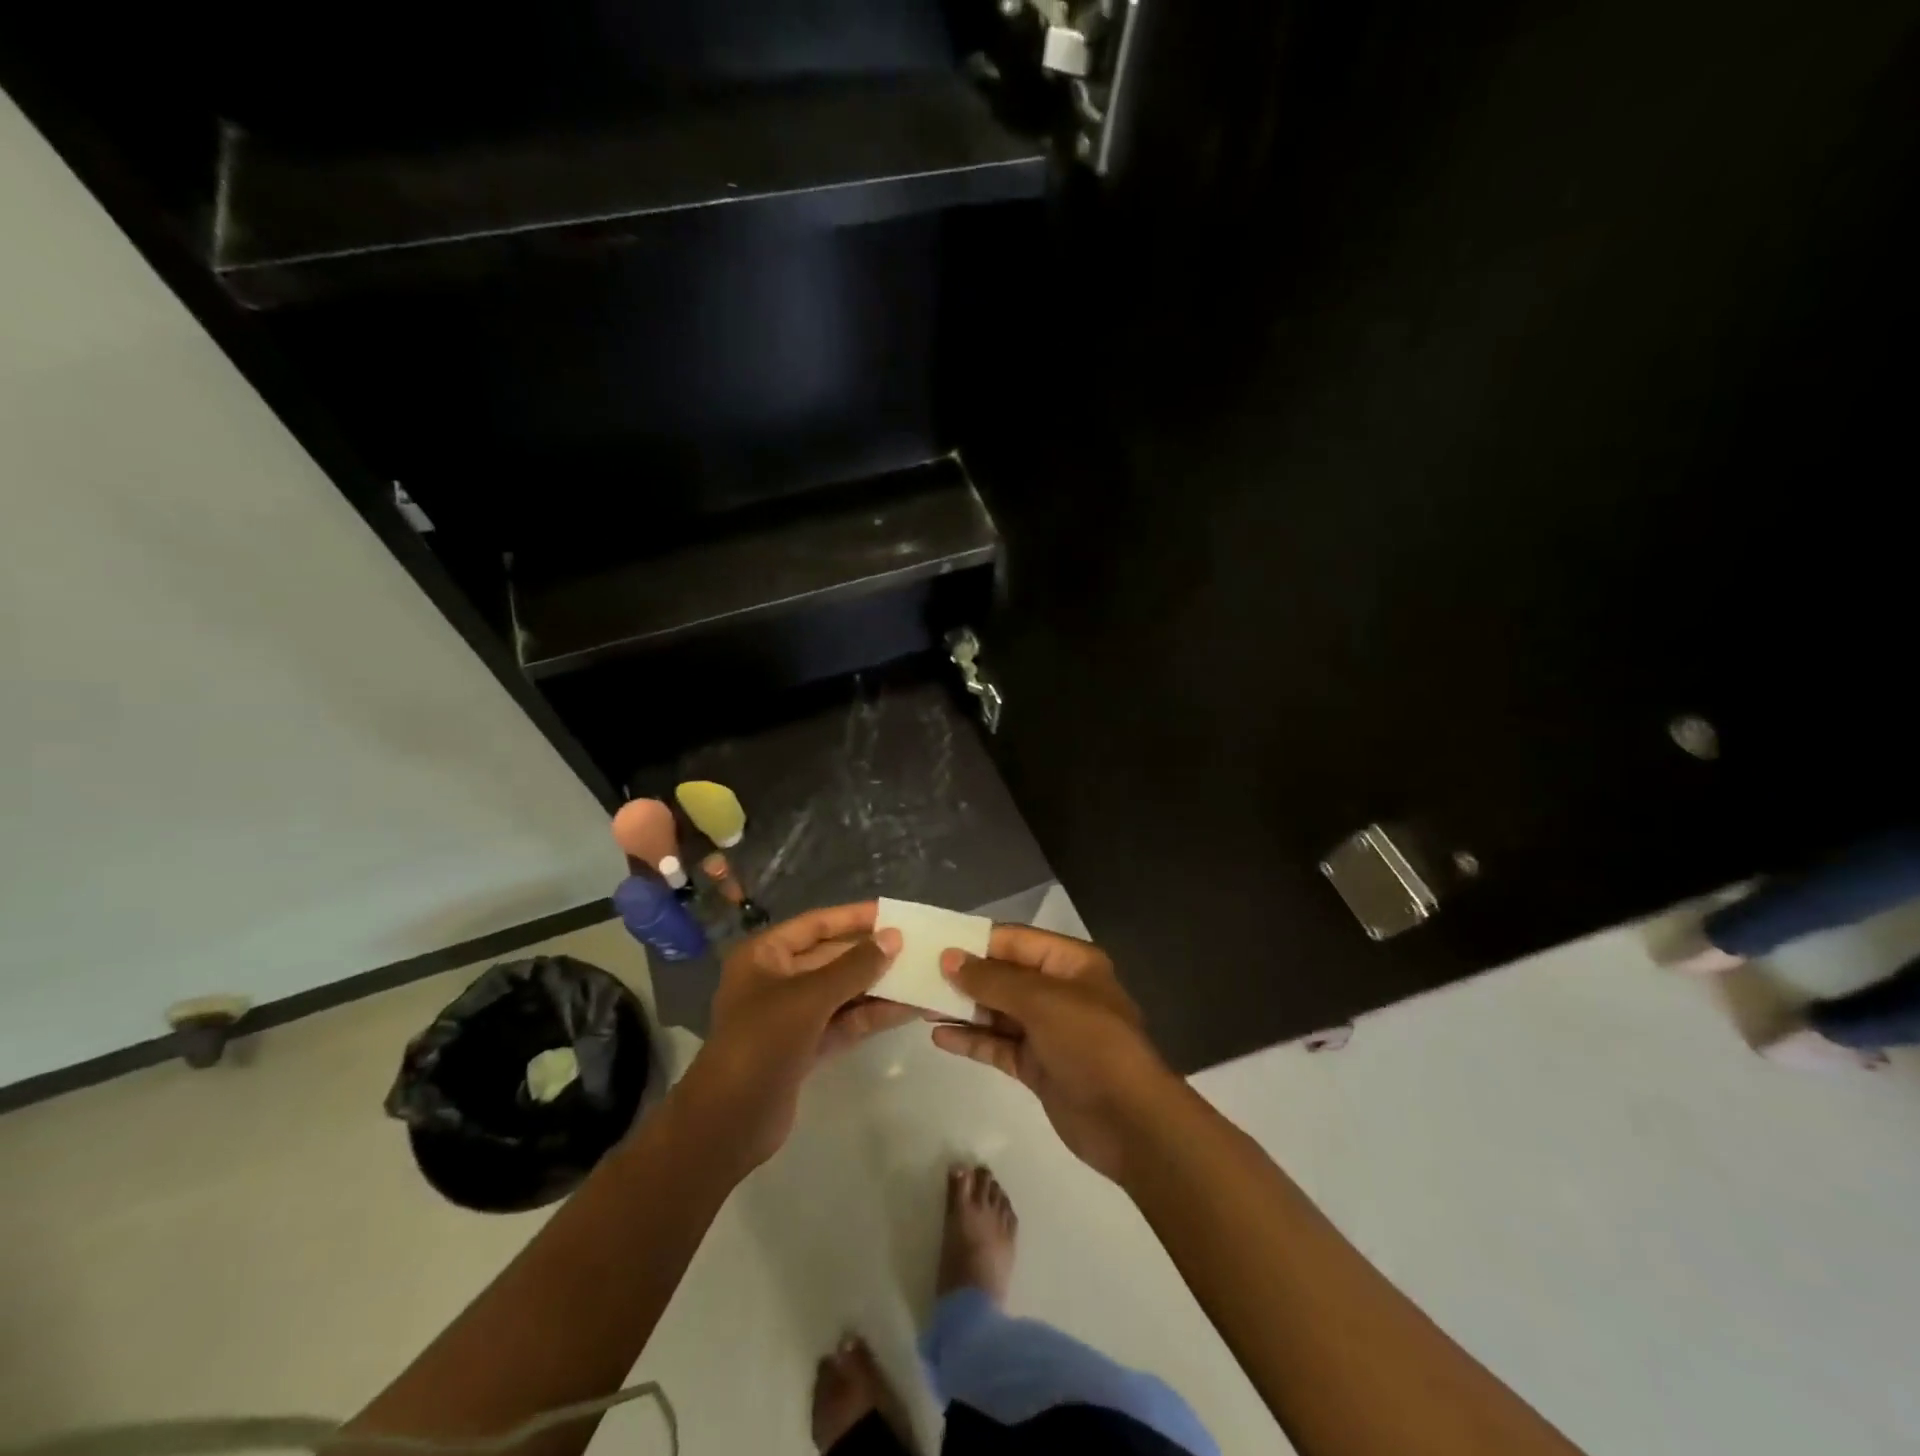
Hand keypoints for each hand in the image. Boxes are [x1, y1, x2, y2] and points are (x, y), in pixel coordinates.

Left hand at [677, 902, 913, 1172]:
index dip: (854, 917)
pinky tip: (908, 1009)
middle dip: (872, 955)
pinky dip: (872, 1015)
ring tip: (921, 977)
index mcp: (765, 955)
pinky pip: (844, 1021)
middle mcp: (777, 979)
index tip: (893, 913)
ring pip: (842, 992)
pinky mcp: (806, 1046)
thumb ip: (854, 966)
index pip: (816, 924)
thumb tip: (893, 937)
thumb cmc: (761, 1042)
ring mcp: (792, 1015)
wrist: (728, 1123)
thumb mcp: (810, 997)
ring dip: (878, 986)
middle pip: (832, 958)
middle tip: (917, 947)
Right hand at [932, 926, 1177, 1180]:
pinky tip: (939, 1036)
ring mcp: (1047, 1030)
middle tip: (916, 974)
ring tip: (919, 1003)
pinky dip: (972, 1040)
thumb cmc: (1091, 1044)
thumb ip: (993, 980)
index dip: (975, 941)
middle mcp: (1058, 991)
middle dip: (964, 976)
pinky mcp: (1038, 1065)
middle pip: (1003, 975)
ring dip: (962, 1008)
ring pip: (997, 1011)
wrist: (1131, 1122)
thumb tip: (948, 958)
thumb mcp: (1042, 1002)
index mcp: (1069, 963)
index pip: (1014, 940)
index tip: (933, 942)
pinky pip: (998, 1044)